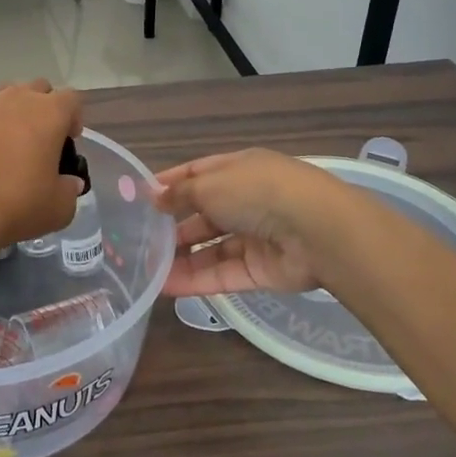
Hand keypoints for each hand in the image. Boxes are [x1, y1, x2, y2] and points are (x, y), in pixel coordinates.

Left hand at [0, 81, 84, 251]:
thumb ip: (70, 188)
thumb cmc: (19, 205)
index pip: (71, 98)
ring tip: (11, 142)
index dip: (74, 117)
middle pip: (38, 89)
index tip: (70, 141)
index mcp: (49, 113)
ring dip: (13, 111)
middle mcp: (16, 100)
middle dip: (44, 107)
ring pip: (5, 95)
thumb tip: (69, 181)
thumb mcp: (60, 207)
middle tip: (42, 138)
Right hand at [151, 149, 344, 296]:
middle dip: (173, 226)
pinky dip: (195, 280)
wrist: (316, 231)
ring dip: (180, 257)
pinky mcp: (259, 270)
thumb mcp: (211, 184)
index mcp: (239, 170)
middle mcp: (247, 201)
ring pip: (211, 248)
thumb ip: (181, 194)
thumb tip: (155, 198)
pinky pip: (221, 274)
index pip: (198, 174)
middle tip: (139, 240)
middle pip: (204, 214)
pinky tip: (164, 287)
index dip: (171, 184)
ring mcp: (255, 237)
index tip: (141, 197)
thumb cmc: (258, 192)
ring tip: (146, 268)